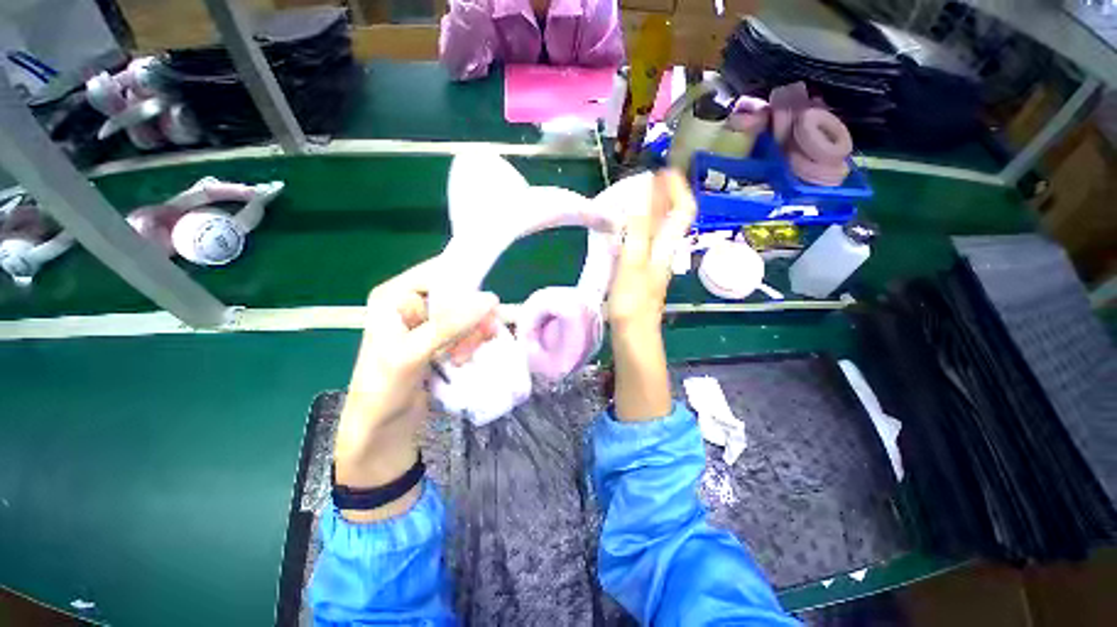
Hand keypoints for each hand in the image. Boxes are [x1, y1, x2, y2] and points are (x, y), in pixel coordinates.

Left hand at [334, 257, 498, 520]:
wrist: (381, 431)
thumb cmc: (383, 390)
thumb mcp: (411, 354)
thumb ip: (448, 325)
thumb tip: (490, 298)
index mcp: (394, 296)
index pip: (439, 272)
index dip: (466, 283)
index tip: (486, 305)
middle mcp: (412, 304)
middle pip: (457, 294)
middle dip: (471, 316)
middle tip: (477, 337)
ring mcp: (427, 324)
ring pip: (466, 314)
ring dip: (473, 333)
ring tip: (466, 356)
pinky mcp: (440, 342)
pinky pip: (467, 331)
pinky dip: (473, 343)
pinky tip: (466, 359)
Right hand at [608, 170, 695, 421]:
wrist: (633, 334)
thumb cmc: (632, 302)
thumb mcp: (633, 263)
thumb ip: (638, 232)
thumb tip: (642, 197)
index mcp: (665, 248)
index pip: (682, 211)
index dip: (677, 188)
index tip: (663, 170)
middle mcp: (664, 253)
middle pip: (672, 219)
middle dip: (664, 195)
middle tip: (647, 180)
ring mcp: (654, 263)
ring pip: (659, 230)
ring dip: (651, 210)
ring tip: (635, 199)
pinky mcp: (642, 272)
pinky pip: (645, 242)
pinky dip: (639, 228)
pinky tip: (625, 228)